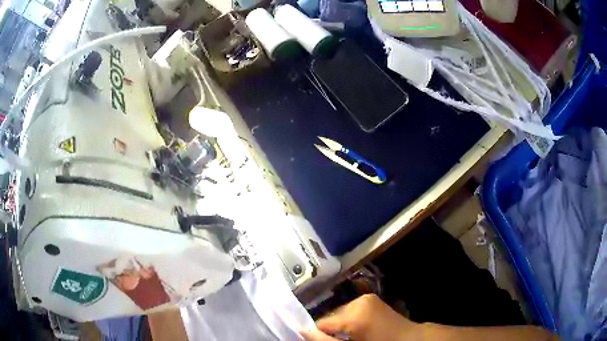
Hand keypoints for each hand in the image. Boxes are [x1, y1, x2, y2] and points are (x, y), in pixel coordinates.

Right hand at [300, 294, 420, 340]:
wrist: (408, 339)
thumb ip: (326, 340)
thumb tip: (303, 332)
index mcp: (355, 313)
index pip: (322, 322)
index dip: (320, 334)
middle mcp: (358, 300)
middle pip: (330, 316)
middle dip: (330, 329)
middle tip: (338, 340)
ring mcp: (366, 298)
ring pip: (339, 312)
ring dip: (339, 325)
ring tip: (349, 336)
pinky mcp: (370, 299)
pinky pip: (349, 309)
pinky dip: (348, 320)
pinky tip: (356, 329)